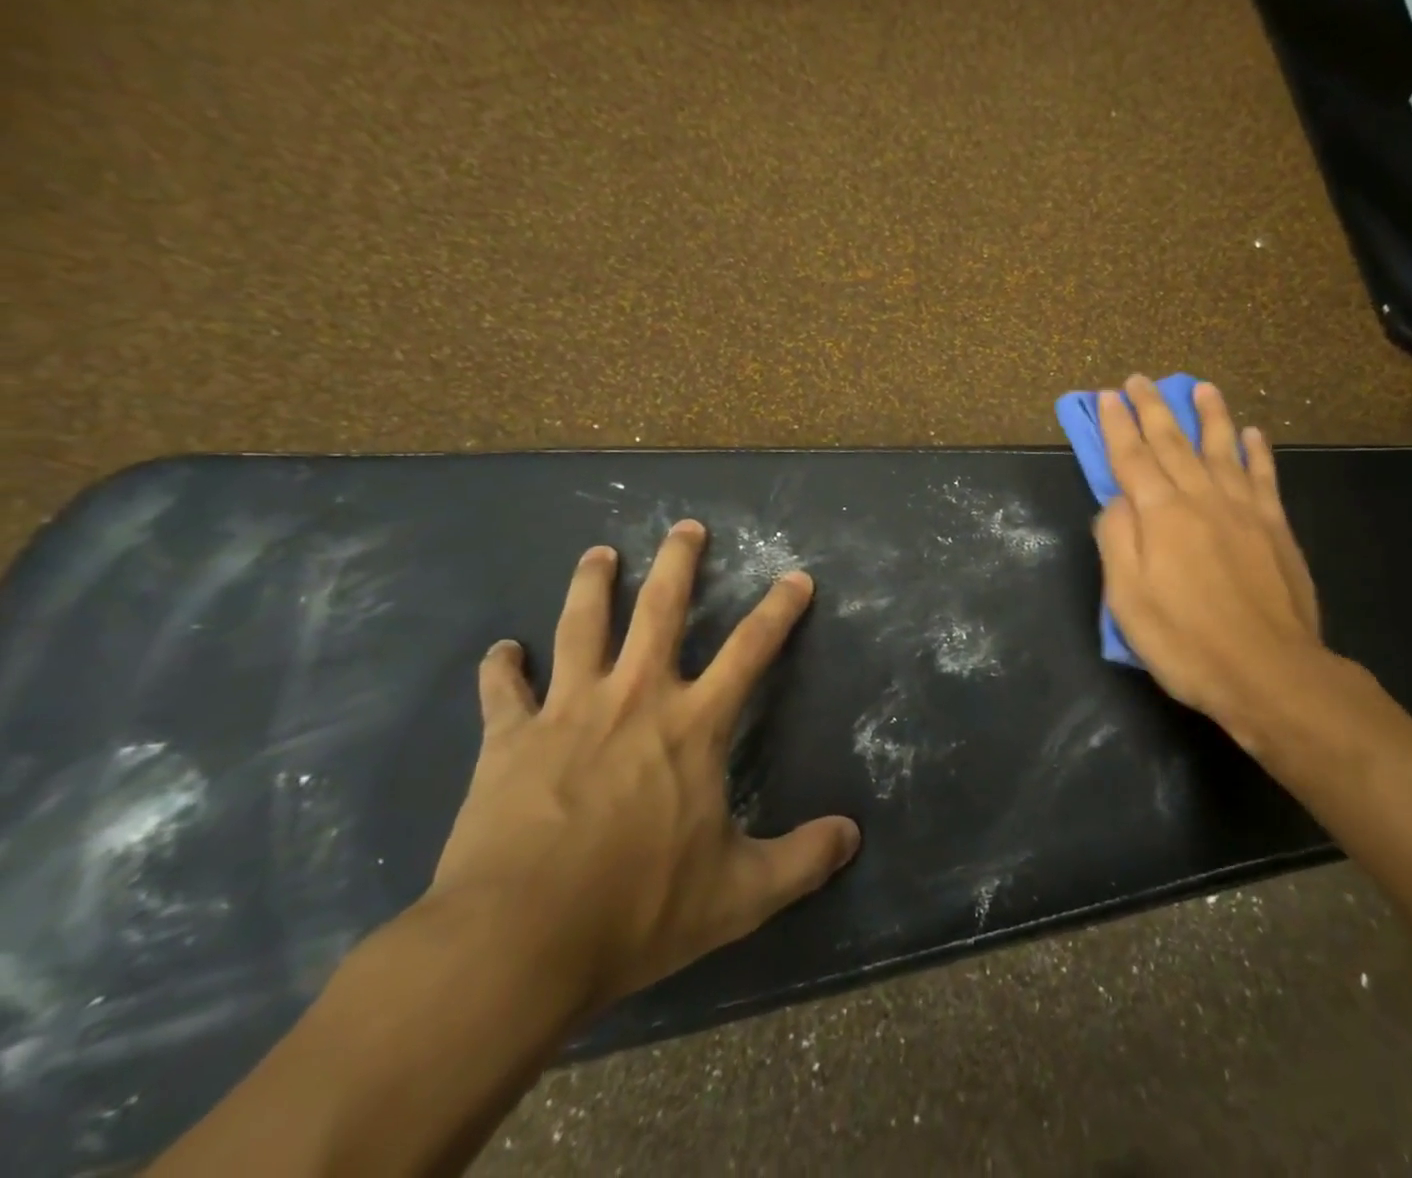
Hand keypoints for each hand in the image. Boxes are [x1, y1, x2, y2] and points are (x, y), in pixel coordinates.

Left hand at [426, 525, 860, 1017]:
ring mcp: (568, 711)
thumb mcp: (738, 895)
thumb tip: (853, 837)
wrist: (515, 942)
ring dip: (593, 584)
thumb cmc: (636, 910)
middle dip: (678, 561)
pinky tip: (501, 650)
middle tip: (686, 526)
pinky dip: (502, 667)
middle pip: (661, 609)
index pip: (751, 649)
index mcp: (693, 724)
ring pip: (582, 625)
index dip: (779, 609)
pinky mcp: (509, 739)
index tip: (796, 576)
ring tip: (599, 554)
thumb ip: (801, 861)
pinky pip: (503, 691)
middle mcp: (635, 697)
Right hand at [1094, 375, 1365, 756]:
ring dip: (1209, 415)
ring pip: (1221, 448)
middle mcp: (1201, 498)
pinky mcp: (1275, 527)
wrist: (1269, 672)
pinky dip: (1256, 452)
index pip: (1132, 458)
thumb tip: (1117, 499)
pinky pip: (1263, 477)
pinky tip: (1252, 434)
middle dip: (1153, 408)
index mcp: (1161, 515)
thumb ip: (1117, 540)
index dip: (1117, 426)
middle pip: (1173, 443)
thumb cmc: (1186, 641)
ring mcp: (1243, 510)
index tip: (1106, 397)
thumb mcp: (1128, 599)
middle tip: (1139, 380)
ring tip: (1201, 387)